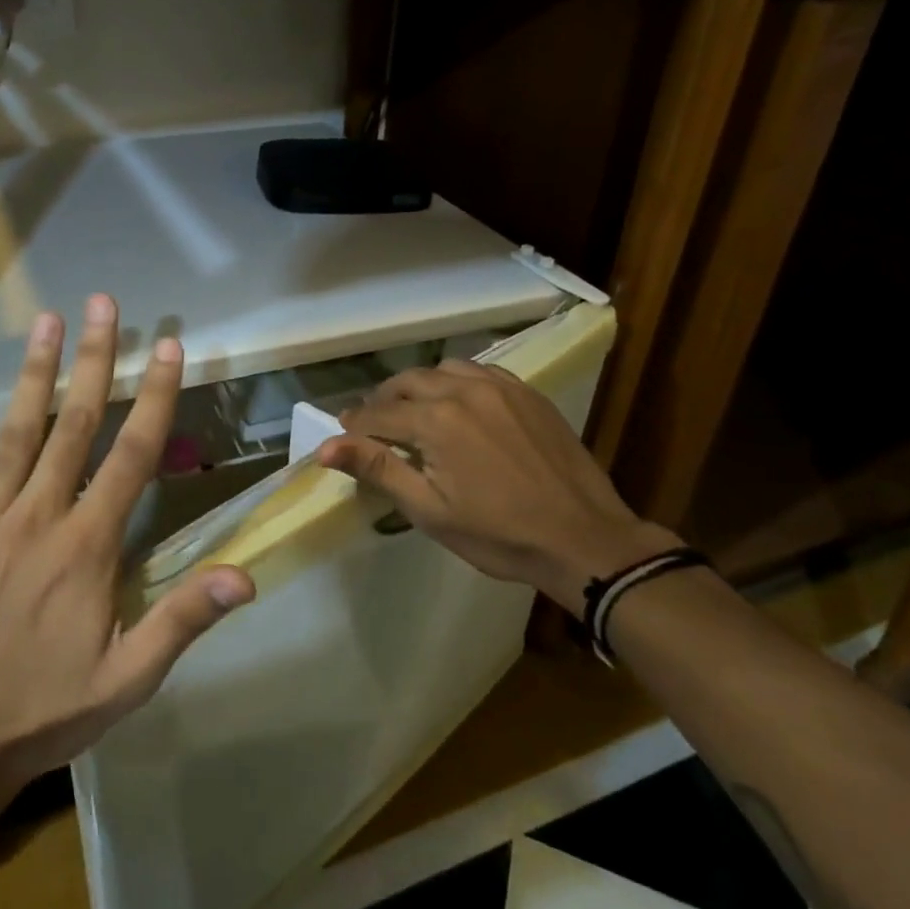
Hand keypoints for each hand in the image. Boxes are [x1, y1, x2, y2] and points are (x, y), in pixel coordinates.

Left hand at [0, 294, 254, 809]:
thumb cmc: (50, 708)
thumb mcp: (129, 679)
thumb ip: (183, 620)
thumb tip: (244, 575)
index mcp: (87, 546)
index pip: (131, 456)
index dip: (154, 398)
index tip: (167, 348)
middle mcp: (39, 517)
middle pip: (73, 425)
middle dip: (94, 360)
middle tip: (103, 305)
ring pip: (17, 433)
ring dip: (36, 373)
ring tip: (47, 320)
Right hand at [317, 359, 670, 609]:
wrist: (584, 539)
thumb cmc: (499, 535)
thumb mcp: (429, 510)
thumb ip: (377, 469)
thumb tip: (325, 446)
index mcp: (435, 420)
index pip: (377, 413)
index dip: (354, 425)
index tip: (343, 435)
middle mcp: (463, 390)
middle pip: (406, 382)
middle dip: (383, 401)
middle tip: (374, 426)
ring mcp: (500, 387)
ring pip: (443, 369)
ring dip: (420, 386)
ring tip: (416, 412)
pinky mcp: (527, 393)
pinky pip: (480, 371)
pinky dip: (457, 382)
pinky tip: (460, 404)